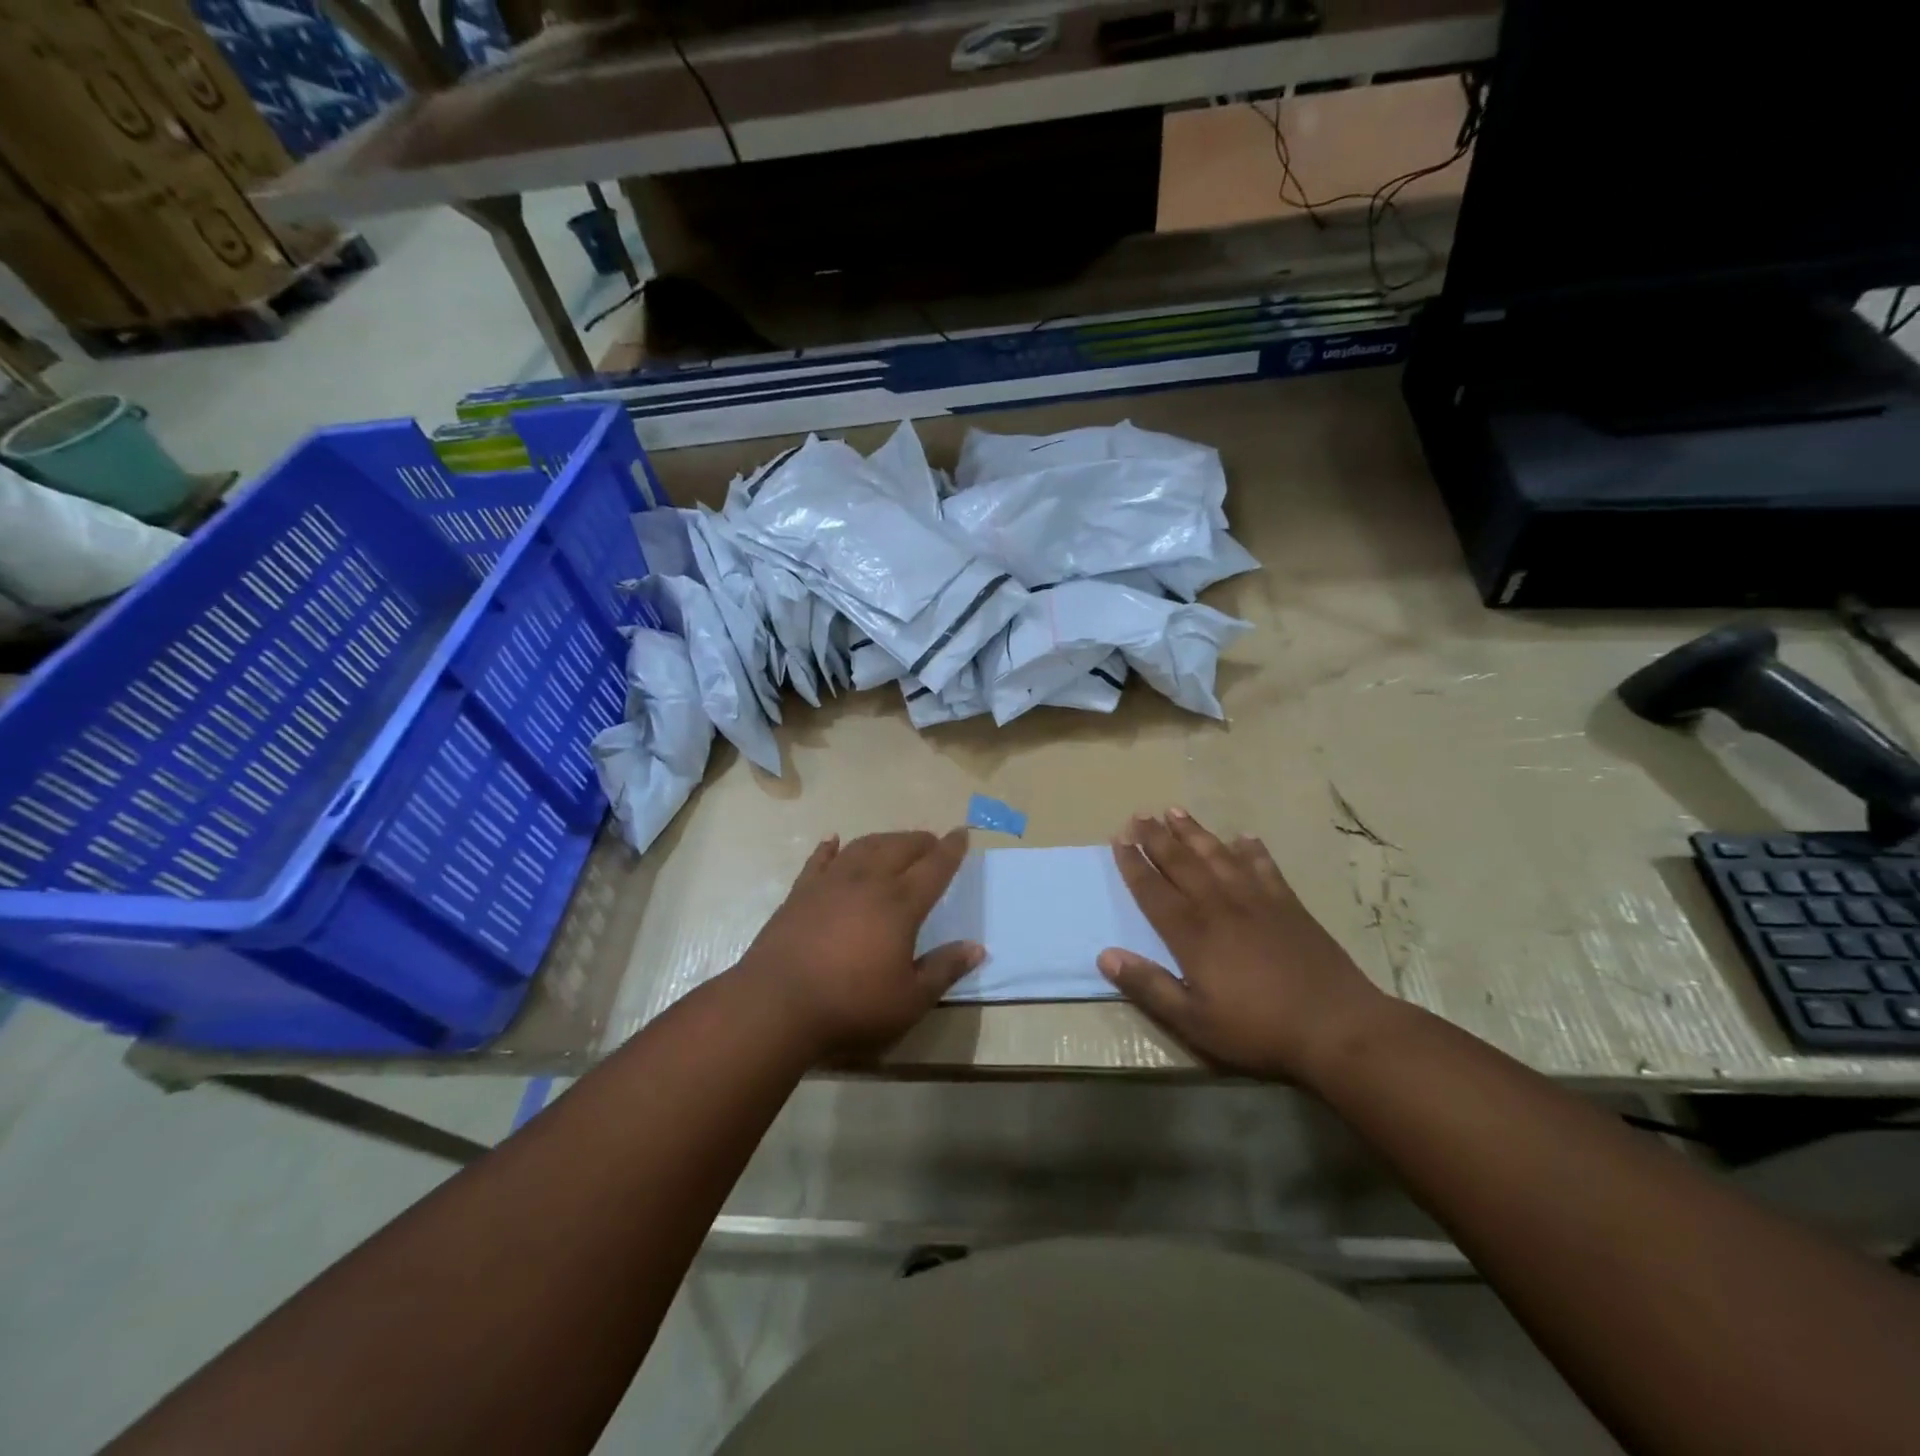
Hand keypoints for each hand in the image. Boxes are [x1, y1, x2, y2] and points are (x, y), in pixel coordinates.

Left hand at [739, 829, 980, 1061]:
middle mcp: (868, 882)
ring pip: (863, 846)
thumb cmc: (851, 1006)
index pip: (935, 867)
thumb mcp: (909, 1000)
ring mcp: (830, 883)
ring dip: (884, 839)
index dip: (951, 850)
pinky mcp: (800, 893)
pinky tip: (834, 841)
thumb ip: (944, 970)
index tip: (962, 834)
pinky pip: (819, 860)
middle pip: (900, 848)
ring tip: (895, 842)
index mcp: (900, 905)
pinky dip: (830, 847)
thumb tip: (977, 947)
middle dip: (920, 841)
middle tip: (933, 842)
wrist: (776, 1005)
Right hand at [1099, 809, 1389, 1080]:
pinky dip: (1252, 850)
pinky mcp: (1289, 905)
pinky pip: (1264, 867)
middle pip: (1182, 863)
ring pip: (1218, 856)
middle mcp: (1220, 906)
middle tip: (1139, 814)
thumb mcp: (1194, 1021)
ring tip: (1175, 811)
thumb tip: (1105, 955)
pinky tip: (1243, 837)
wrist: (1337, 1026)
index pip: (1154, 890)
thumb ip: (1149, 987)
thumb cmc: (1259, 1029)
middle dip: (1157, 838)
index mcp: (1193, 934)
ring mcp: (1257, 901)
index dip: (1133, 864)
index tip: (1119, 839)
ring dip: (1194, 833)